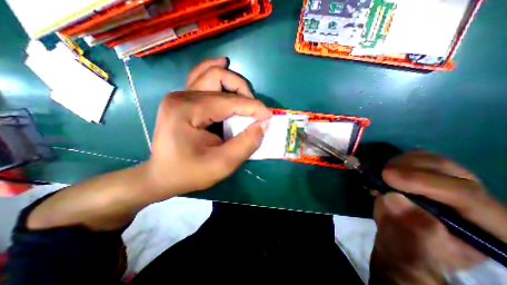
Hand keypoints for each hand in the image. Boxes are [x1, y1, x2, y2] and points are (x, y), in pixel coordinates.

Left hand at [145, 56, 270, 195]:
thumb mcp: (222, 164)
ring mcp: (180, 96)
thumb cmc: (190, 173)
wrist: (163, 176)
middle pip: (218, 78)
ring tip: (246, 93)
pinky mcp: (183, 100)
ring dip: (232, 82)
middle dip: (243, 91)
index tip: (269, 116)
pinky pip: (202, 79)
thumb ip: (246, 144)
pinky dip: (216, 74)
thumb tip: (263, 124)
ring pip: (211, 75)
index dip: (253, 107)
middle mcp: (181, 96)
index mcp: (187, 110)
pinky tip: (224, 66)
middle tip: (255, 109)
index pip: (229, 102)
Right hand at [369, 150, 506, 283]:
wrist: (398, 236)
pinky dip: (399, 160)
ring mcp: (453, 183)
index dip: (425, 183)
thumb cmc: (408, 248)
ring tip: (383, 174)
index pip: (468, 198)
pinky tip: (387, 170)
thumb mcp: (408, 252)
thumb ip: (406, 233)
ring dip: (403, 162)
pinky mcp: (430, 174)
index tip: (388, 178)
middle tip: (383, 173)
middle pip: (453, 172)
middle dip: (413, 169)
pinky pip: (418, 157)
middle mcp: (479, 202)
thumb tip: (393, 199)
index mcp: (491, 231)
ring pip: (435, 160)